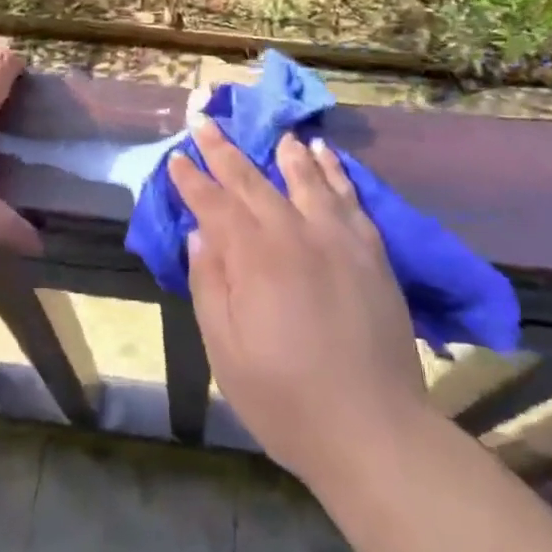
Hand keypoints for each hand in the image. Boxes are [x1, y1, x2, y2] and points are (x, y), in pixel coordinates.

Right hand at [169, 115, 428, 485]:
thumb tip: (200, 234)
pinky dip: (334, 171)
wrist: (375, 430)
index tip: (177, 156)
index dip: (192, 179)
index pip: (214, 205)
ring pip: (305, 178)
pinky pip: (349, 197)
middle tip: (206, 121)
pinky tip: (327, 156)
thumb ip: (210, 285)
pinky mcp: (370, 251)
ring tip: (276, 132)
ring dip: (285, 152)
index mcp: (254, 258)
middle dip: (224, 150)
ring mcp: (337, 238)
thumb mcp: (226, 353)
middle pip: (252, 181)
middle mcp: (294, 233)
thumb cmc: (287, 400)